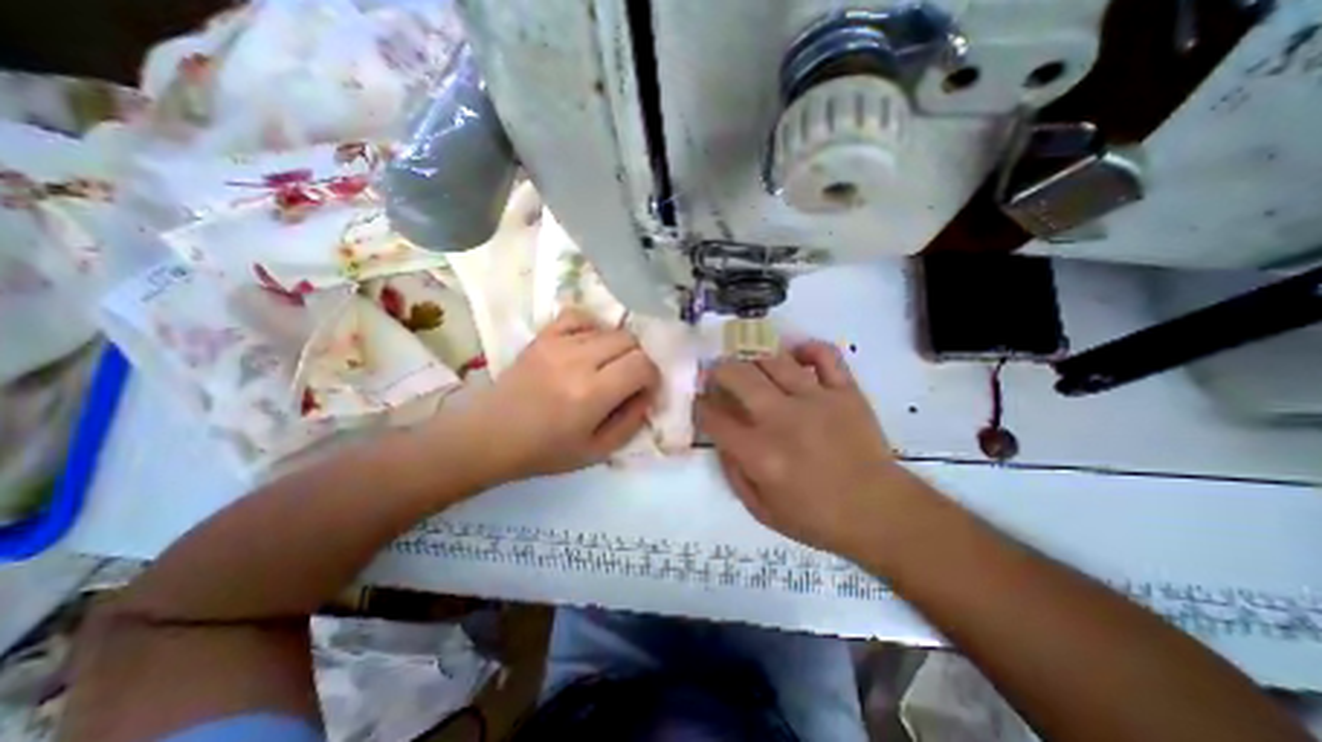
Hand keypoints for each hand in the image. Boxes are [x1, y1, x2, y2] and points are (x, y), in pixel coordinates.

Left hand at [461, 306, 661, 481]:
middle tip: (626, 379)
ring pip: (608, 329)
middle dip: (637, 360)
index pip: (642, 365)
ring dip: (617, 347)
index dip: (652, 377)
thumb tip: (648, 395)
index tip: (644, 390)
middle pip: (630, 340)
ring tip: (604, 367)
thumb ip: (631, 422)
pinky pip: (578, 316)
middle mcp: (578, 361)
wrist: (490, 435)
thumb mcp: (597, 451)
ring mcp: (558, 344)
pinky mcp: (543, 336)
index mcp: (592, 393)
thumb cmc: (545, 451)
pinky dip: (592, 327)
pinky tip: (588, 345)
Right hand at [696, 343, 921, 555]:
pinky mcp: (845, 392)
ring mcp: (816, 400)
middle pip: (738, 375)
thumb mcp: (760, 510)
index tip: (700, 402)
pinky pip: (824, 355)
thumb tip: (720, 436)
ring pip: (774, 359)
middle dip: (718, 371)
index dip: (700, 406)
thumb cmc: (816, 517)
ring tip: (749, 366)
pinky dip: (807, 348)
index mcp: (760, 453)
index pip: (714, 417)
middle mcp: (783, 419)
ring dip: (753, 358)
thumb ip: (733, 472)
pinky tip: (794, 355)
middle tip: (717, 375)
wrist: (880, 514)